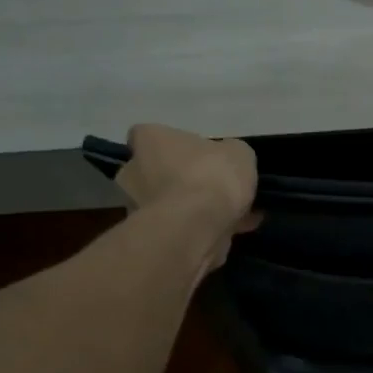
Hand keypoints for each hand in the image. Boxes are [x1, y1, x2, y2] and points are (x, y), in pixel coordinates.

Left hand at [115, 125, 259, 263]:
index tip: (193, 154)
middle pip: (156, 171)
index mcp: (149, 140)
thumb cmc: (212, 176)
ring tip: (233, 213)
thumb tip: (227, 160)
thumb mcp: (238, 153)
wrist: (197, 227)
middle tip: (213, 185)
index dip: (170, 144)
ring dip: (194, 207)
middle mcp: (134, 171)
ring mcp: (139, 207)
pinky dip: (204, 228)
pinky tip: (236, 230)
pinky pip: (181, 227)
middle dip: (180, 179)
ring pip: (170, 203)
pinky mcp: (152, 236)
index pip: (147, 135)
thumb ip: (229, 154)